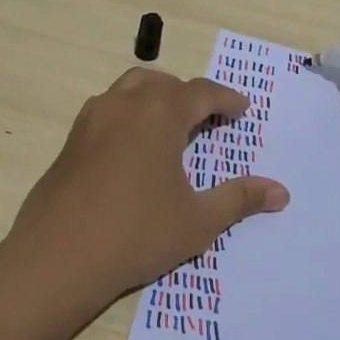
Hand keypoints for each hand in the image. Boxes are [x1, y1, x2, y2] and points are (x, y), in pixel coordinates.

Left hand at [9, 67, 289, 296]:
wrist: (58, 257)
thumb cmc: (136, 234)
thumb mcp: (197, 221)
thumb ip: (239, 199)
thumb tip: (281, 192)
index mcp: (161, 114)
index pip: (201, 92)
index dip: (225, 98)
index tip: (241, 110)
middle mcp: (126, 104)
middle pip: (165, 83)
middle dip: (190, 95)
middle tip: (208, 117)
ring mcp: (93, 118)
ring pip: (131, 86)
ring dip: (156, 95)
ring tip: (170, 122)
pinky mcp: (72, 138)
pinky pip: (108, 107)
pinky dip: (128, 110)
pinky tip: (132, 144)